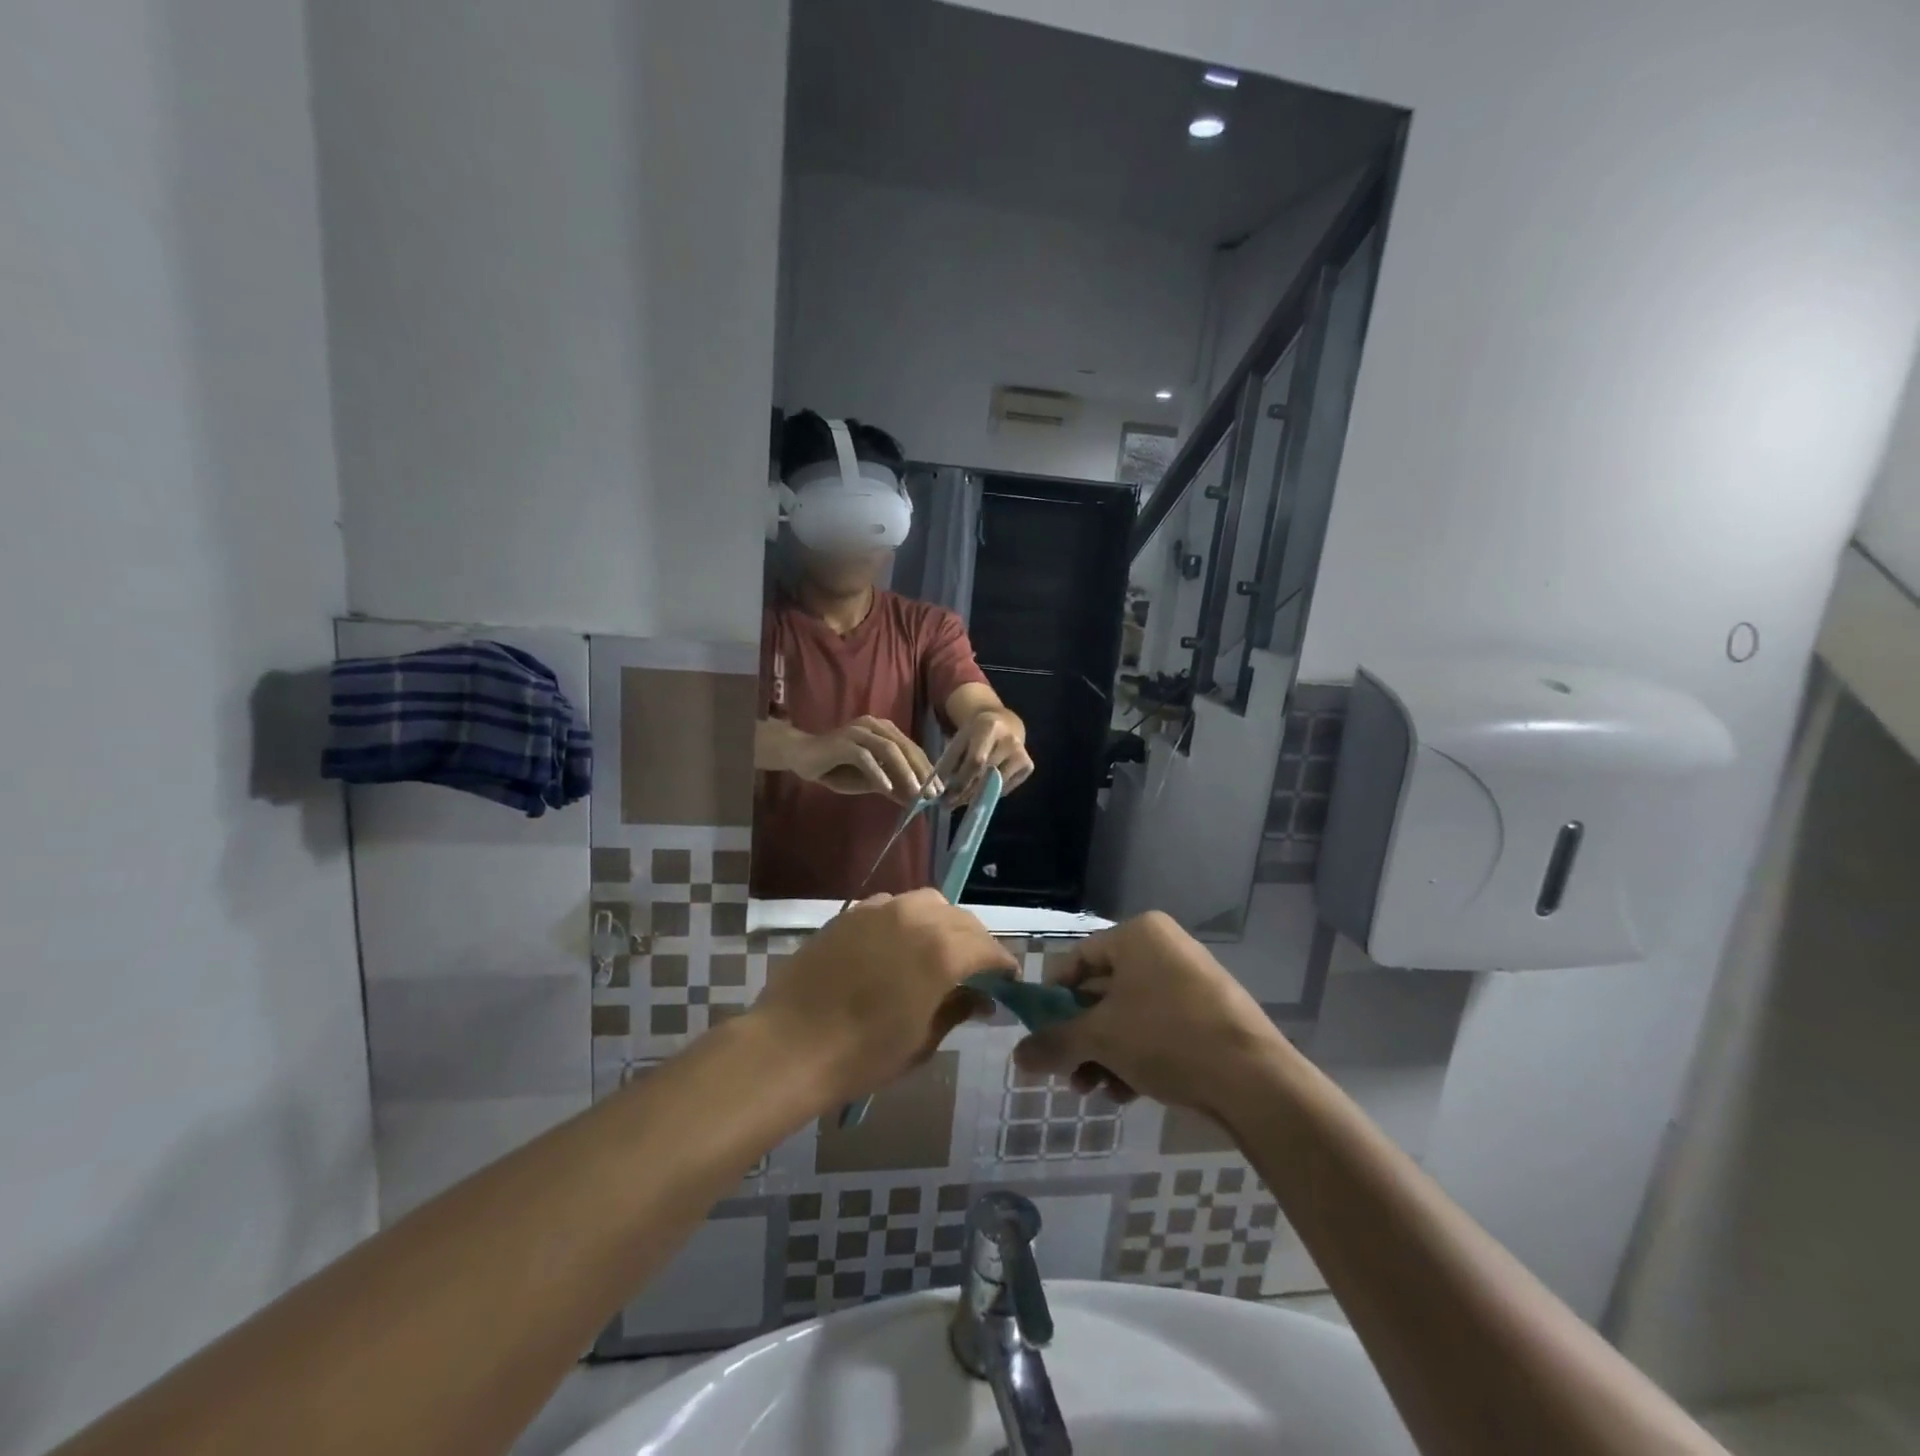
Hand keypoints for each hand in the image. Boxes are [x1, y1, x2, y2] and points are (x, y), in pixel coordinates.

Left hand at [751, 890, 1015, 1107]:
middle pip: (961, 918)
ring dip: (942, 922)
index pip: (987, 948)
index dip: (1002, 964)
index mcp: (942, 952)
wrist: (791, 1045)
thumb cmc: (863, 1055)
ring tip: (937, 949)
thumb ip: (956, 1009)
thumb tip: (982, 998)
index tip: (1007, 980)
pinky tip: (897, 944)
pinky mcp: (851, 913)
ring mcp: (880, 910)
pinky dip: (906, 919)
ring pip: (927, 902)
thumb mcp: (921, 1041)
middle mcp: (916, 919)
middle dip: (975, 941)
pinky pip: (891, 905)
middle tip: (975, 968)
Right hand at [790, 717, 934, 804]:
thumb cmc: (837, 767)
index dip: (927, 769)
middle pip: (905, 747)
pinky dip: (878, 773)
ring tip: (915, 793)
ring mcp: (858, 732)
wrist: (801, 756)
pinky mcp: (843, 743)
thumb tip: (914, 798)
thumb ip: (891, 784)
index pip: (912, 748)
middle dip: (921, 772)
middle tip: (932, 794)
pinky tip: (887, 788)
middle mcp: (874, 726)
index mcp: (884, 730)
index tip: (938, 790)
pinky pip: (865, 757)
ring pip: (889, 750)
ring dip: (905, 772)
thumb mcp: (869, 779)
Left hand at [946, 708, 1033, 802]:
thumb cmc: (976, 734)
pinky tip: (980, 791)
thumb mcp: (960, 739)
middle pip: (985, 774)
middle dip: (964, 792)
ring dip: (975, 796)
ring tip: (960, 800)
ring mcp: (1022, 754)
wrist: (1005, 723)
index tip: (944, 795)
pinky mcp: (1029, 766)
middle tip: (949, 803)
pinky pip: (1005, 789)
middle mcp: (1010, 740)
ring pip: (995, 785)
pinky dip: (990, 793)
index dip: (960, 780)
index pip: (975, 761)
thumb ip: (949, 761)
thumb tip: (939, 788)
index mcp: (989, 727)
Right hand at [1013, 912, 1285, 1116]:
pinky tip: (1126, 1094)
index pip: (1078, 960)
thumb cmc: (1167, 1037)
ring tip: (1094, 1091)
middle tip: (1066, 1073)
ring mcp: (1190, 981)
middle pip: (1102, 992)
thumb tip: (1017, 1058)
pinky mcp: (1209, 1015)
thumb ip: (1054, 1043)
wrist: (1255, 1080)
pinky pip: (1158, 1030)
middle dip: (1080, 1037)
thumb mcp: (1101, 1038)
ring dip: (1104, 1054)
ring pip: (1129, 1016)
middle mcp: (1164, 948)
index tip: (1041, 1035)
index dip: (1053, 998)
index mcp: (1138, 934)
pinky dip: (1137, 1058)